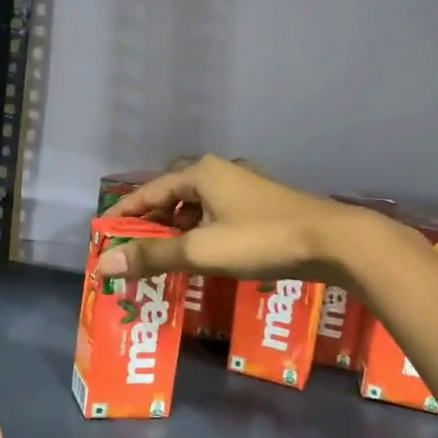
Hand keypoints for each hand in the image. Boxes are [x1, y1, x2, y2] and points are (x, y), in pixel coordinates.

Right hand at [99, 154, 375, 283]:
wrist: (333, 241)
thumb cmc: (261, 240)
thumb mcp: (201, 251)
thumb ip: (152, 257)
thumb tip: (104, 265)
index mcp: (200, 173)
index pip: (148, 190)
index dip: (124, 212)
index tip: (105, 233)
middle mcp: (219, 171)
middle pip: (171, 194)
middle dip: (150, 219)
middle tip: (133, 247)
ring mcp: (243, 186)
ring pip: (196, 204)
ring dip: (176, 227)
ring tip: (163, 254)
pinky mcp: (261, 204)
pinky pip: (216, 213)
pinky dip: (200, 230)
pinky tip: (203, 252)